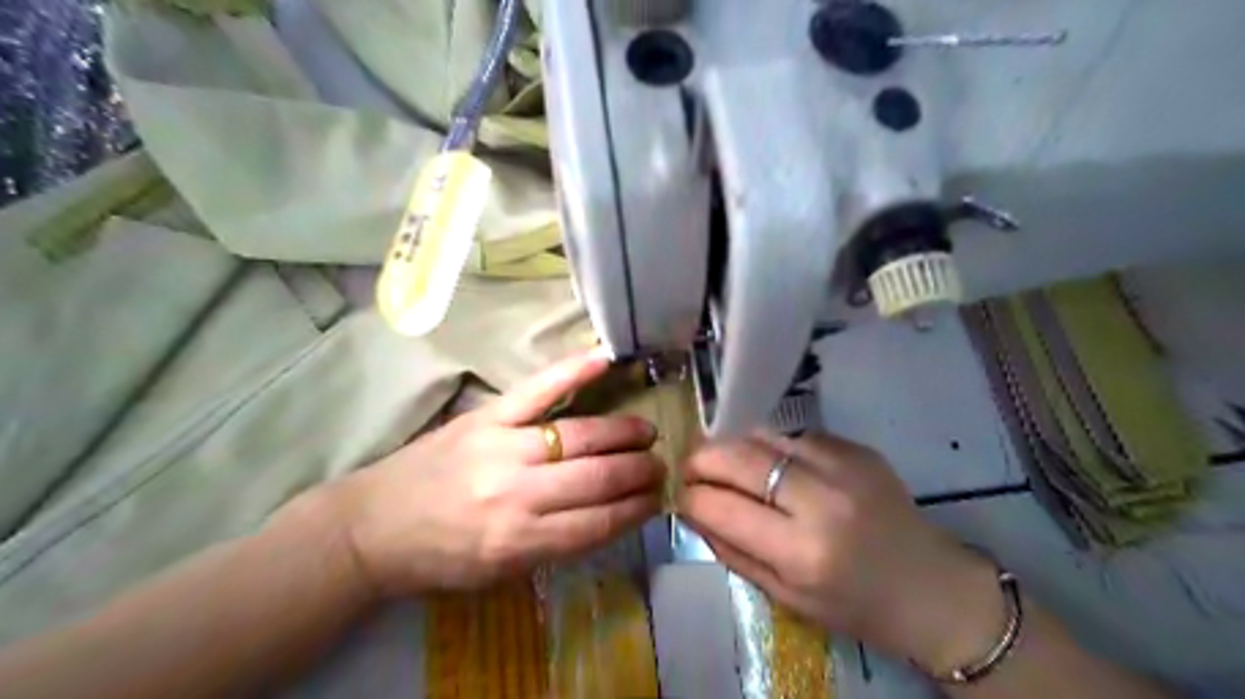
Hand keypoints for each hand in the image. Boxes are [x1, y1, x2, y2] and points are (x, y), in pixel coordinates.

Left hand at [325, 353, 665, 597]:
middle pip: (597, 478)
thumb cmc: (437, 558)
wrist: (370, 528)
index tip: (657, 499)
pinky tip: (606, 358)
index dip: (635, 510)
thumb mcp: (499, 573)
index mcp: (520, 542)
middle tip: (660, 466)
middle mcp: (518, 494)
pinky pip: (538, 390)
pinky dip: (574, 372)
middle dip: (638, 472)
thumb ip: (555, 545)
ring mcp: (503, 447)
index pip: (598, 523)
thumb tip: (610, 516)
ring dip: (623, 434)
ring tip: (646, 432)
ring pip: (581, 436)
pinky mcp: (487, 417)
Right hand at [677, 431, 1004, 671]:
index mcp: (802, 551)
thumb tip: (693, 512)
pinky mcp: (857, 448)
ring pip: (763, 436)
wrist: (933, 588)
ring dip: (734, 447)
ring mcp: (843, 465)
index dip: (690, 497)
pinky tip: (774, 466)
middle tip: (692, 468)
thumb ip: (732, 551)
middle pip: (738, 456)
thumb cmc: (855, 606)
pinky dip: (772, 448)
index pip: (721, 507)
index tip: (682, 496)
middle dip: (702, 459)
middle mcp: (822, 499)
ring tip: (726, 461)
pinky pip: (794, 437)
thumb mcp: (785, 596)